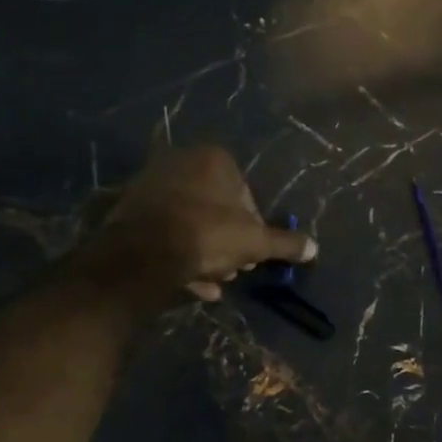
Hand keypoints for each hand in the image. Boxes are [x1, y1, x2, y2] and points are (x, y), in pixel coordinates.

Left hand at [77, 145, 314, 306]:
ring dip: (205, 252)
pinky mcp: (128, 209)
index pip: (246, 194)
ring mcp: (151, 184)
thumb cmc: (208, 236)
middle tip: (235, 268)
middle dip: (228, 241)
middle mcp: (180, 162)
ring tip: (213, 281)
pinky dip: (179, 254)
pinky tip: (190, 283)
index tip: (253, 253)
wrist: (143, 253)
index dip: (254, 227)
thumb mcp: (256, 243)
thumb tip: (313, 248)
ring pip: (190, 222)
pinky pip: (165, 232)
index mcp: (214, 159)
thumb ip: (285, 244)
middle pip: (216, 208)